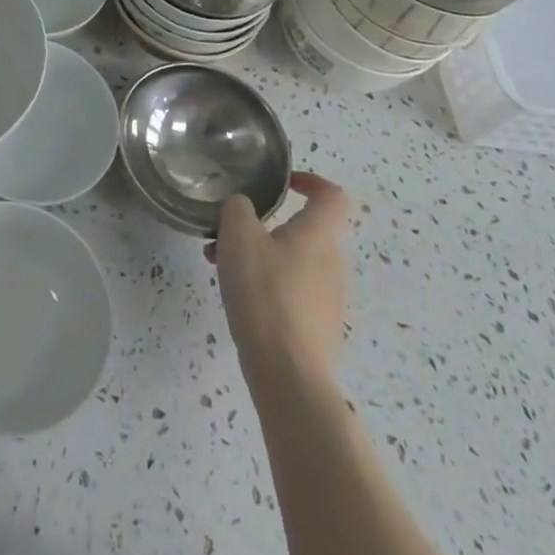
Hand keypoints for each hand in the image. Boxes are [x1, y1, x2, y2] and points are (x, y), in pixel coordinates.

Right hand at [209, 171, 350, 375]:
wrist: (288, 373)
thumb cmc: (265, 292)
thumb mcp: (238, 235)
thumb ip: (238, 208)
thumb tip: (244, 208)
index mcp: (318, 235)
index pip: (333, 196)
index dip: (312, 182)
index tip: (284, 184)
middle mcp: (332, 263)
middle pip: (304, 231)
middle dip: (265, 225)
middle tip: (229, 233)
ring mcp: (329, 299)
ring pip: (292, 261)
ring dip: (259, 255)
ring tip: (220, 266)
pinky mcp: (318, 328)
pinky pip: (292, 291)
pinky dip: (267, 284)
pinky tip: (239, 298)